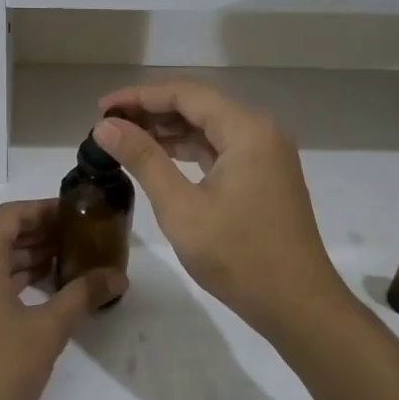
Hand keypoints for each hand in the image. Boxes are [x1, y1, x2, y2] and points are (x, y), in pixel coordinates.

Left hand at [0, 200, 126, 399]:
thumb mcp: (48, 329)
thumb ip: (83, 295)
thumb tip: (117, 276)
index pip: (12, 214)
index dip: (45, 210)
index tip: (76, 214)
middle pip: (2, 235)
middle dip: (40, 234)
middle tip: (80, 239)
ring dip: (27, 258)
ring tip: (67, 263)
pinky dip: (11, 279)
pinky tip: (41, 292)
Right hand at [94, 81, 351, 341]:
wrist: (297, 305)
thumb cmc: (238, 256)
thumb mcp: (181, 208)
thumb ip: (143, 159)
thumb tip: (106, 126)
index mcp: (246, 130)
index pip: (185, 94)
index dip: (139, 96)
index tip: (101, 108)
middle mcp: (260, 131)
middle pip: (198, 105)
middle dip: (151, 111)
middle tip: (107, 125)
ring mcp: (265, 154)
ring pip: (209, 127)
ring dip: (168, 130)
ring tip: (124, 139)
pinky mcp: (264, 175)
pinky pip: (220, 148)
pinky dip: (188, 150)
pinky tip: (159, 158)